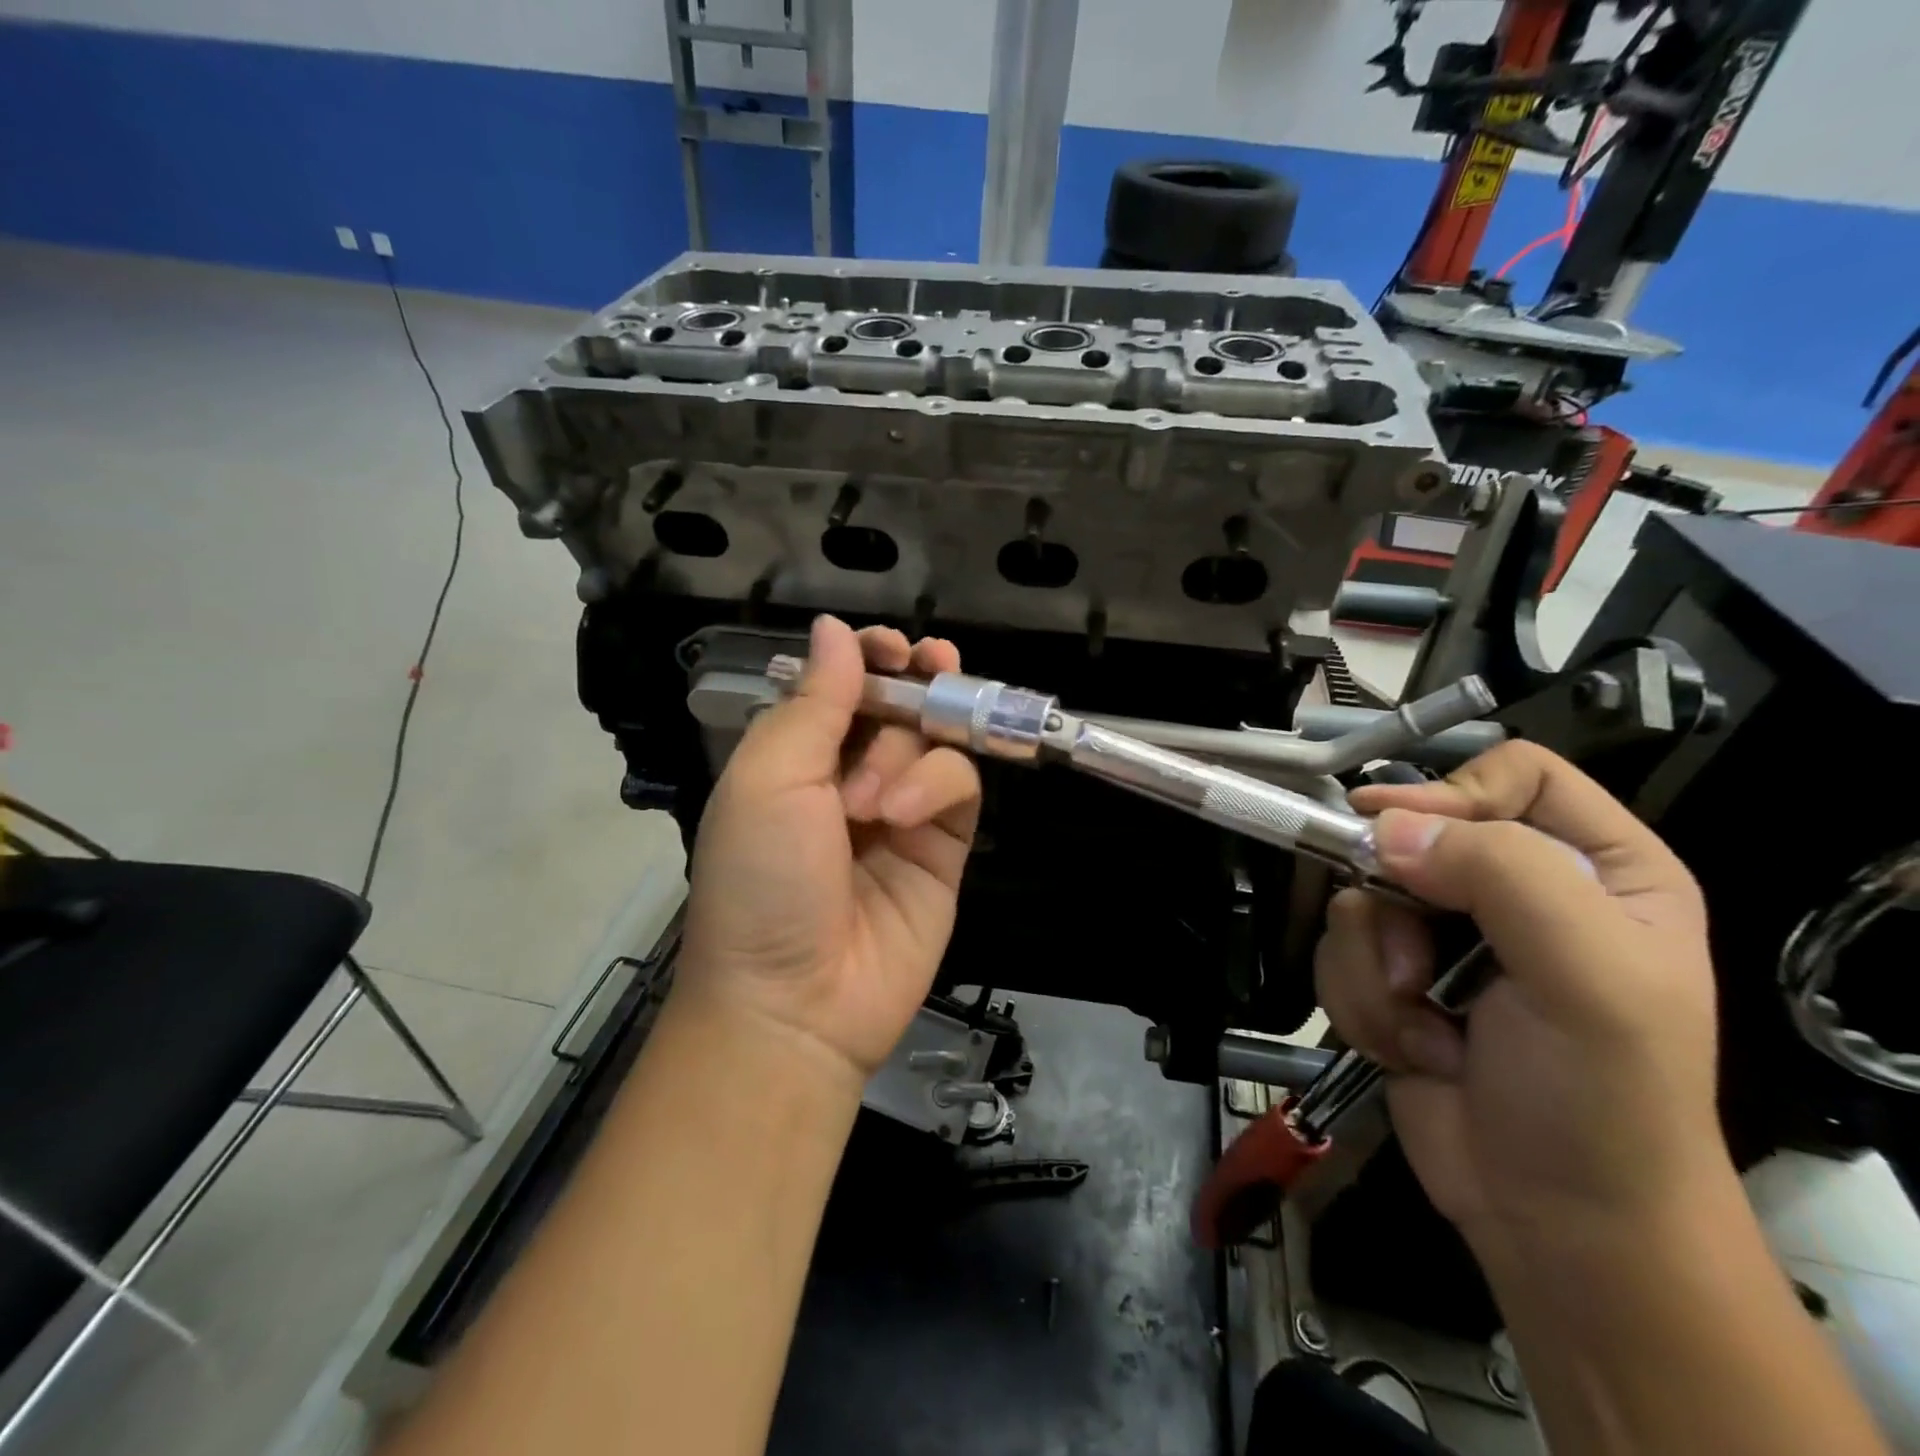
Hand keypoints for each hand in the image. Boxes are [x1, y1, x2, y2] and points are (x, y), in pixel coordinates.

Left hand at [677, 616, 981, 1078]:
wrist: (795, 1001)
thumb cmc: (761, 878)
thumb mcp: (769, 777)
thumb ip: (814, 700)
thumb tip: (835, 628)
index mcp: (797, 754)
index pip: (844, 684)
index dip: (869, 657)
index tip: (891, 647)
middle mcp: (850, 774)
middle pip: (900, 702)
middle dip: (915, 680)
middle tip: (931, 663)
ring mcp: (902, 809)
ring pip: (933, 738)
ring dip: (907, 751)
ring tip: (872, 800)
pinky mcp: (944, 843)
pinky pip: (959, 784)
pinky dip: (936, 784)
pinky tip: (902, 814)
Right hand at [1313, 741, 1724, 1254]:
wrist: (1553, 1222)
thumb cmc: (1600, 1098)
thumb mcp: (1587, 976)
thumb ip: (1501, 876)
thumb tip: (1384, 829)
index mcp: (1597, 869)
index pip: (1511, 774)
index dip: (1453, 794)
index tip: (1399, 839)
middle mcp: (1517, 891)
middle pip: (1410, 835)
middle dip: (1395, 907)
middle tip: (1415, 966)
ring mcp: (1447, 936)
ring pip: (1359, 898)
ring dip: (1375, 970)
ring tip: (1427, 1030)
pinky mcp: (1395, 976)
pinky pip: (1339, 952)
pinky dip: (1361, 1002)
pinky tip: (1412, 1050)